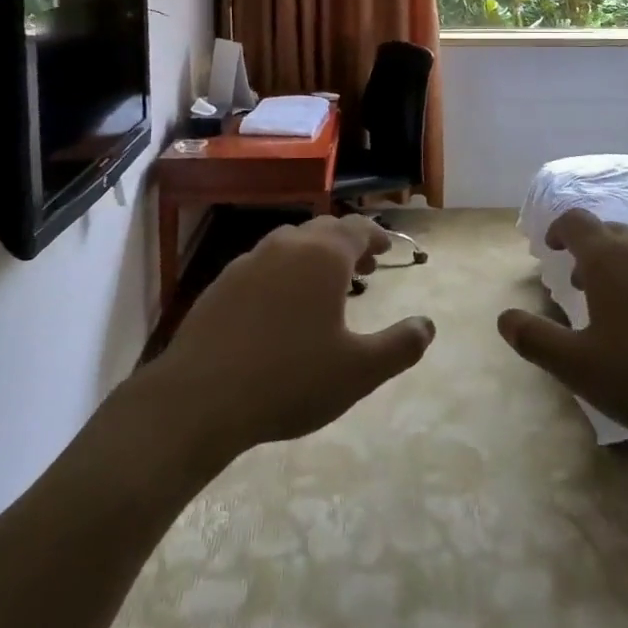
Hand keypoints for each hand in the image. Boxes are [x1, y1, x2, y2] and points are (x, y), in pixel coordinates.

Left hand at [134, 215, 435, 467]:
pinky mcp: (221, 284)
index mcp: (323, 256)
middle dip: (347, 245)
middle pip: (323, 231)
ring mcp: (249, 261)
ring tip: (323, 288)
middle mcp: (286, 246)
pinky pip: (262, 265)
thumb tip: (428, 325)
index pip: (357, 228)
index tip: (385, 252)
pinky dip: (282, 273)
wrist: (199, 398)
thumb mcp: (358, 372)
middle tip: (362, 270)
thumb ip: (400, 346)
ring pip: (290, 244)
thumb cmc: (289, 379)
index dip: (375, 237)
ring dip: (313, 257)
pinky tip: (279, 307)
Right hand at [497, 208, 627, 442]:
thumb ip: (537, 340)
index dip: (558, 230)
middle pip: (610, 232)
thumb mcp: (581, 368)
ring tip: (624, 308)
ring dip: (626, 267)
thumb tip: (504, 318)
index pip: (574, 221)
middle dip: (590, 252)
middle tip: (582, 285)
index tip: (551, 249)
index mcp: (607, 258)